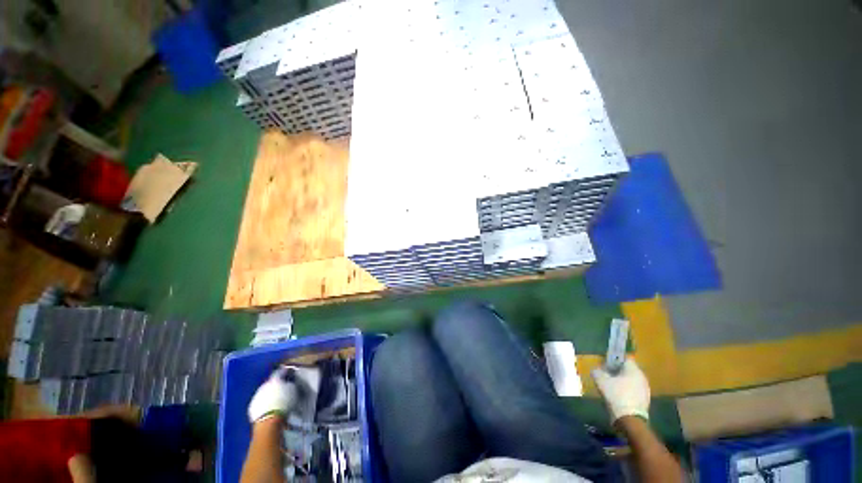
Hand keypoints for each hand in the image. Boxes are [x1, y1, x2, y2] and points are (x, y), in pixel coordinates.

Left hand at [248, 367, 297, 422]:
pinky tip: (270, 409)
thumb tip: (288, 384)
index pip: (280, 371)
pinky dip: (264, 405)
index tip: (288, 372)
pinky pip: (259, 403)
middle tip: (282, 390)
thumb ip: (290, 384)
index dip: (284, 371)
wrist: (269, 421)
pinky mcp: (252, 408)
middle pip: (270, 383)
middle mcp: (264, 386)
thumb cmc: (284, 404)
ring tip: (277, 402)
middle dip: (275, 386)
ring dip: (269, 395)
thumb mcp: (293, 391)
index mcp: (274, 380)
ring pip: (264, 393)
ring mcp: (256, 397)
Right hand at [591, 359, 649, 423]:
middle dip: (618, 371)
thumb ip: (597, 371)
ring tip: (611, 386)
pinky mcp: (645, 401)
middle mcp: (642, 377)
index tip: (606, 364)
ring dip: (622, 382)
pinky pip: (634, 391)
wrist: (630, 419)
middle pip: (628, 370)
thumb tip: (596, 369)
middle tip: (607, 375)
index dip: (615, 360)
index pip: (625, 359)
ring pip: (631, 381)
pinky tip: (618, 396)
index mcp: (633, 370)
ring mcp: (645, 390)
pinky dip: (626, 391)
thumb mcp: (601, 381)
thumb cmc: (616, 395)